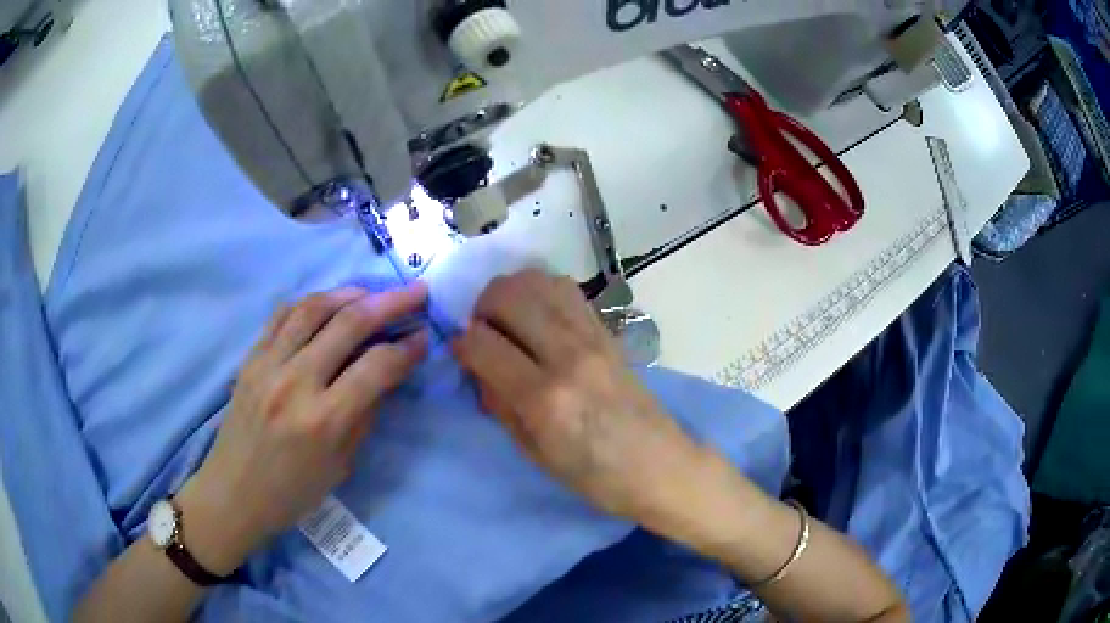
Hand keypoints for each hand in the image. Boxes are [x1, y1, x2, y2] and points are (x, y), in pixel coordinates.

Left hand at [175, 284, 428, 574]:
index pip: (376, 367)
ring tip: (372, 292)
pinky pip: (282, 315)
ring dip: (350, 293)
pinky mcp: (250, 358)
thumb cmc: (293, 491)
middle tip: (416, 292)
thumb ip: (364, 415)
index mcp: (323, 420)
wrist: (235, 492)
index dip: (407, 349)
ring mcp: (268, 365)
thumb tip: (385, 374)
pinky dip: (310, 302)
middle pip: (349, 324)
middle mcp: (295, 383)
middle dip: (390, 302)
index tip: (424, 337)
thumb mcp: (341, 465)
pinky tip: (327, 302)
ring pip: (313, 308)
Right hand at [451, 270, 705, 524]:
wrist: (660, 466)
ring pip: (537, 281)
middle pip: (508, 295)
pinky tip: (538, 317)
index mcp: (544, 399)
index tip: (462, 354)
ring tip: (509, 321)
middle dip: (481, 308)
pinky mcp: (609, 330)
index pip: (482, 344)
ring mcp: (593, 337)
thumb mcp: (534, 453)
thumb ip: (500, 404)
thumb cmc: (594, 476)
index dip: (461, 345)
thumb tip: (478, 366)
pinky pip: (566, 290)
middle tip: (484, 333)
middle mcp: (568, 355)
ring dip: (511, 293)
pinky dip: (541, 292)